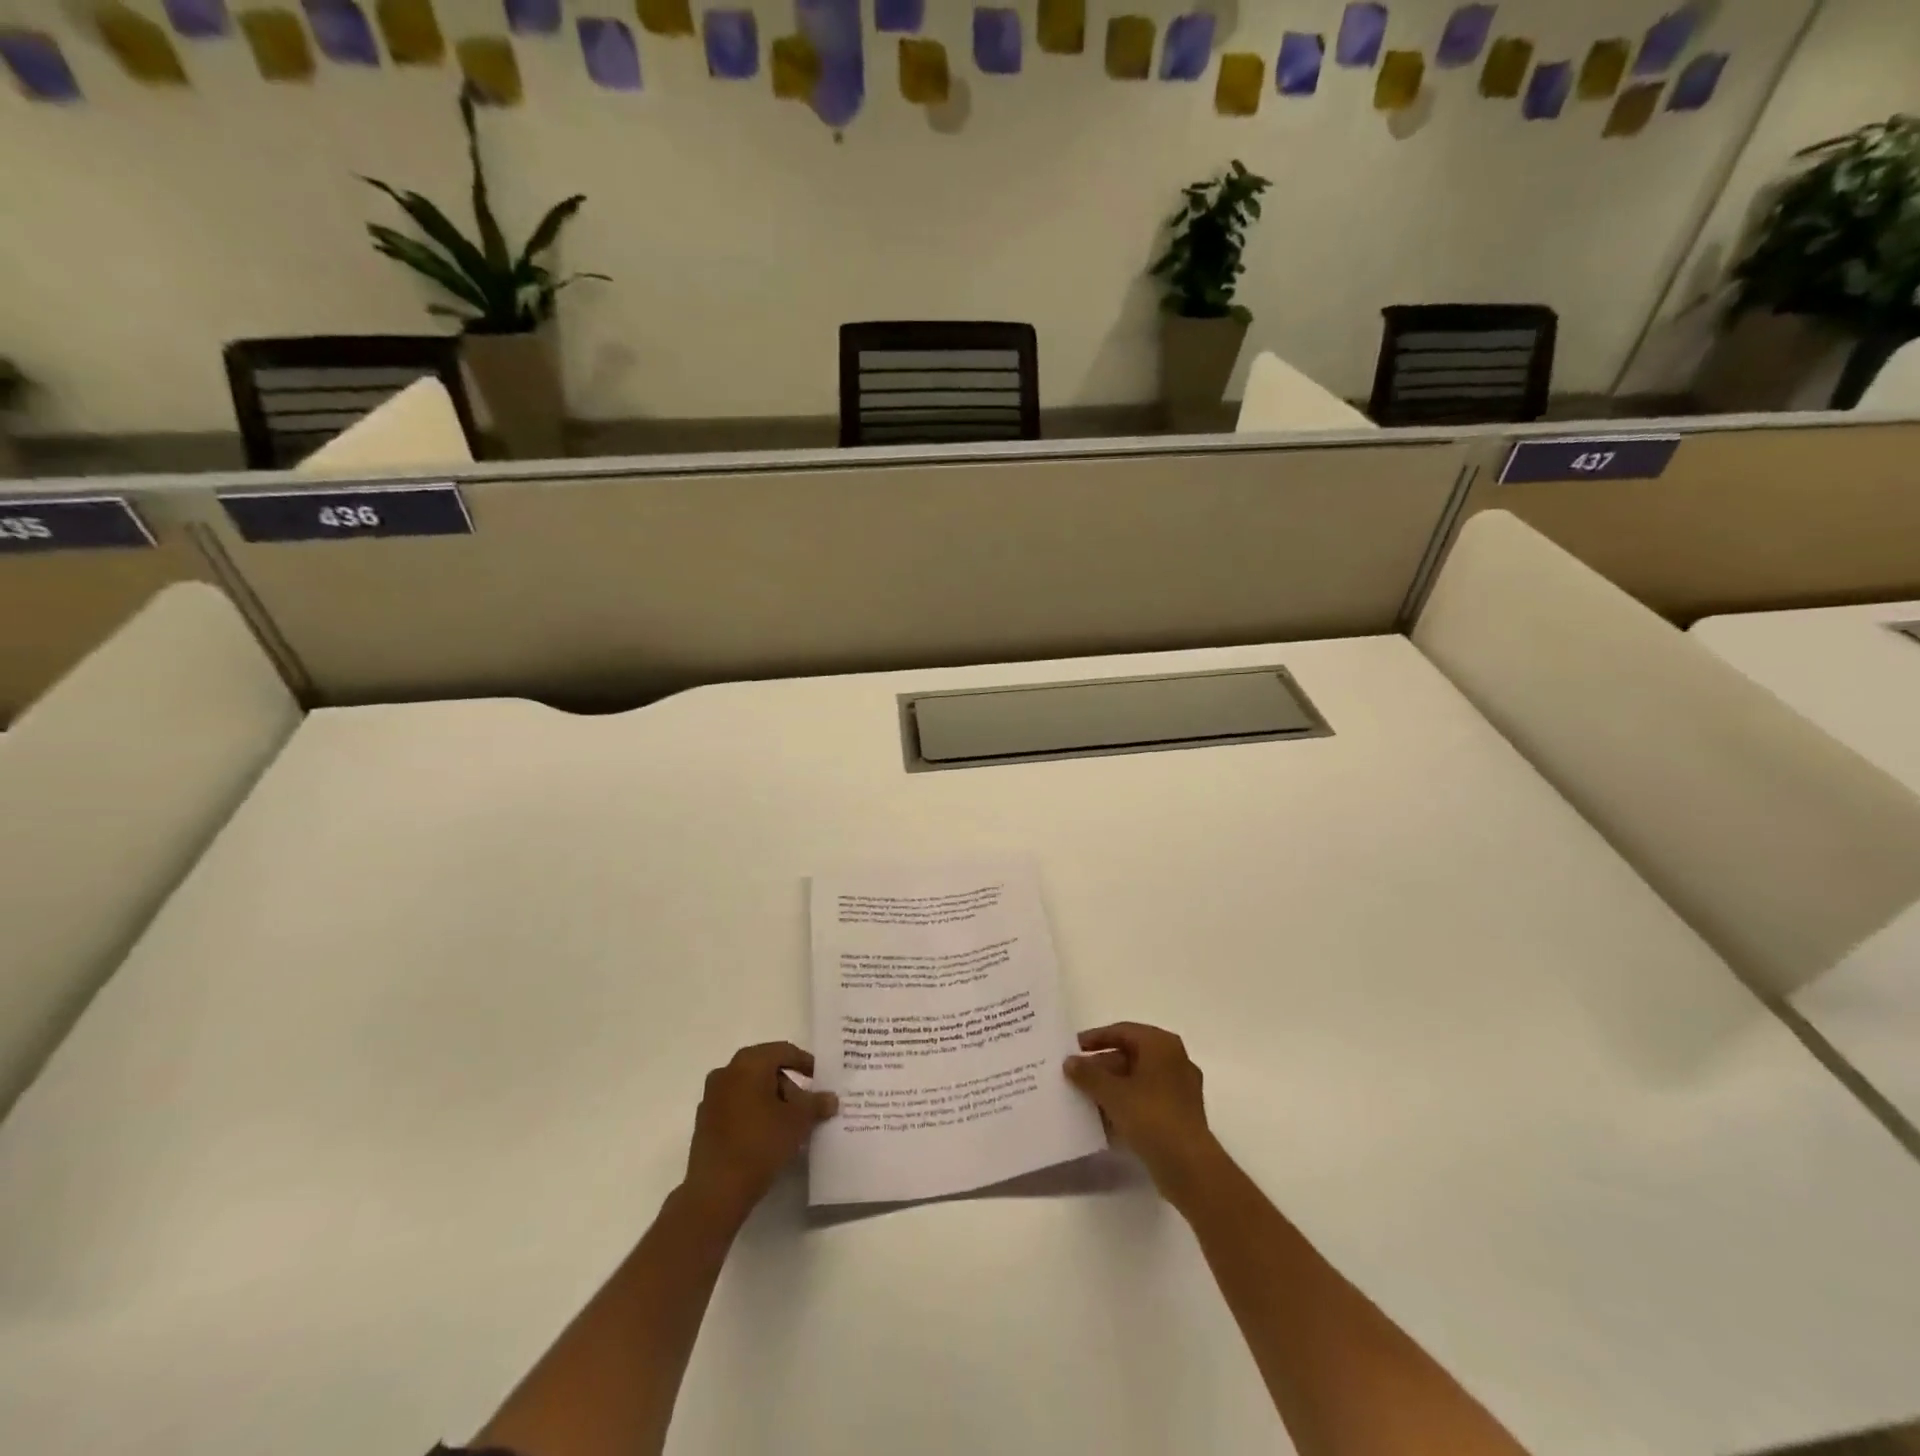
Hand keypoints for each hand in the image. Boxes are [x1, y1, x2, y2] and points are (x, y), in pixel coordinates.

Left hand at [681, 1041, 837, 1229]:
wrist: (716, 1190)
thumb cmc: (760, 1143)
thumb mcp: (798, 1121)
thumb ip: (816, 1104)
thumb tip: (831, 1099)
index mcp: (748, 1063)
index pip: (783, 1051)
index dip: (805, 1062)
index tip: (820, 1078)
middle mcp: (726, 1072)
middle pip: (765, 1069)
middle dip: (789, 1085)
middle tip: (806, 1106)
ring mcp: (711, 1097)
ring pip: (750, 1088)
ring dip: (771, 1100)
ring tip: (789, 1124)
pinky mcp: (704, 1122)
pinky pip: (736, 1106)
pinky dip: (754, 1113)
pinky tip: (767, 1135)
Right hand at [1064, 1022, 1221, 1204]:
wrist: (1190, 1168)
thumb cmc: (1151, 1117)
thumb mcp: (1112, 1093)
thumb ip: (1088, 1074)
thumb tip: (1070, 1062)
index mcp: (1161, 1044)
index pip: (1122, 1031)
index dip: (1095, 1039)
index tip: (1073, 1049)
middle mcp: (1175, 1060)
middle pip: (1131, 1054)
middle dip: (1102, 1066)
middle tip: (1076, 1077)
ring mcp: (1180, 1088)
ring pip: (1139, 1079)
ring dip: (1113, 1087)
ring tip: (1086, 1098)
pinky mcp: (1181, 1114)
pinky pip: (1148, 1099)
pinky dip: (1127, 1103)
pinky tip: (1106, 1118)